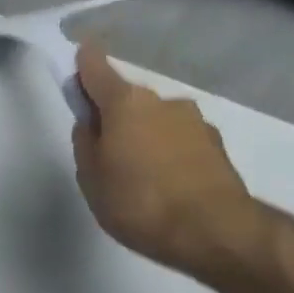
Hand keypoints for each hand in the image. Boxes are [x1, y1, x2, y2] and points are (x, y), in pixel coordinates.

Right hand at [72, 44, 273, 288]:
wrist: (211, 230)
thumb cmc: (138, 203)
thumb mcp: (92, 180)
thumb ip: (86, 144)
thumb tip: (91, 122)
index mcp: (126, 103)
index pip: (97, 68)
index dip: (83, 64)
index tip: (78, 62)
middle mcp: (162, 101)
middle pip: (129, 100)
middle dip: (115, 117)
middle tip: (105, 156)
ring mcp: (194, 121)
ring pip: (157, 122)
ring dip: (145, 139)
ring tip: (139, 181)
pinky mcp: (215, 145)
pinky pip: (180, 143)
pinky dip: (168, 156)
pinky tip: (166, 188)